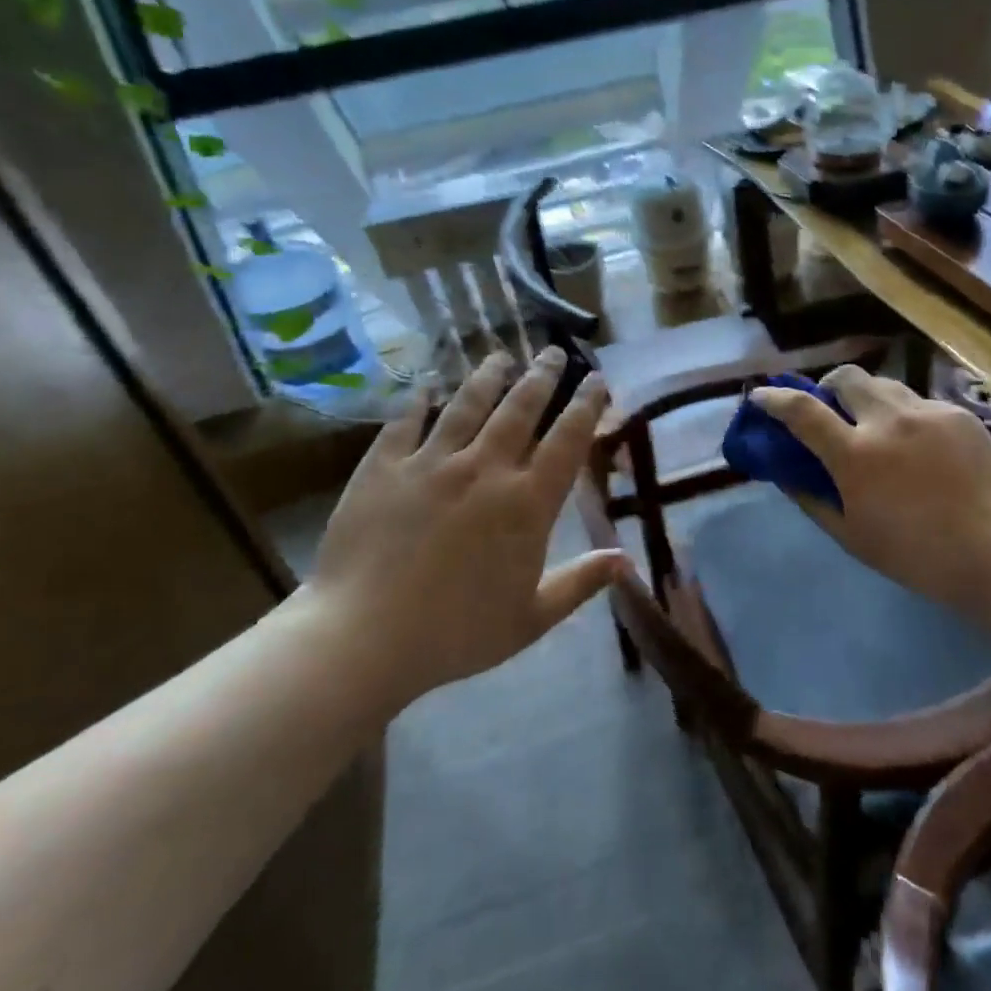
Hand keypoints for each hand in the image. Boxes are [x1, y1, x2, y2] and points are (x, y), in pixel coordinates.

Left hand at [299, 348, 625, 710]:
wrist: (363, 639)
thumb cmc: (457, 635)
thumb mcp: (532, 618)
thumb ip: (581, 583)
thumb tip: (627, 561)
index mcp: (526, 503)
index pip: (567, 440)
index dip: (586, 405)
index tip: (598, 379)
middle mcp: (485, 469)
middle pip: (520, 408)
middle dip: (542, 375)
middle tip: (554, 351)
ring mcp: (431, 463)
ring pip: (467, 404)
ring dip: (489, 376)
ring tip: (501, 356)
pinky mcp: (383, 467)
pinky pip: (405, 421)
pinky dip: (417, 398)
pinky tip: (425, 382)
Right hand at [751, 366, 990, 622]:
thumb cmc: (915, 555)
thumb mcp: (850, 536)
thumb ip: (811, 497)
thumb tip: (785, 472)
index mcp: (856, 455)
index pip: (802, 410)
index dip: (774, 398)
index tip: (760, 396)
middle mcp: (888, 421)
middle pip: (845, 376)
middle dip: (828, 387)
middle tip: (832, 412)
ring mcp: (928, 412)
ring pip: (884, 384)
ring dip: (867, 398)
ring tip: (877, 428)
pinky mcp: (959, 414)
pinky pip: (920, 402)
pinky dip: (905, 416)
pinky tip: (919, 447)